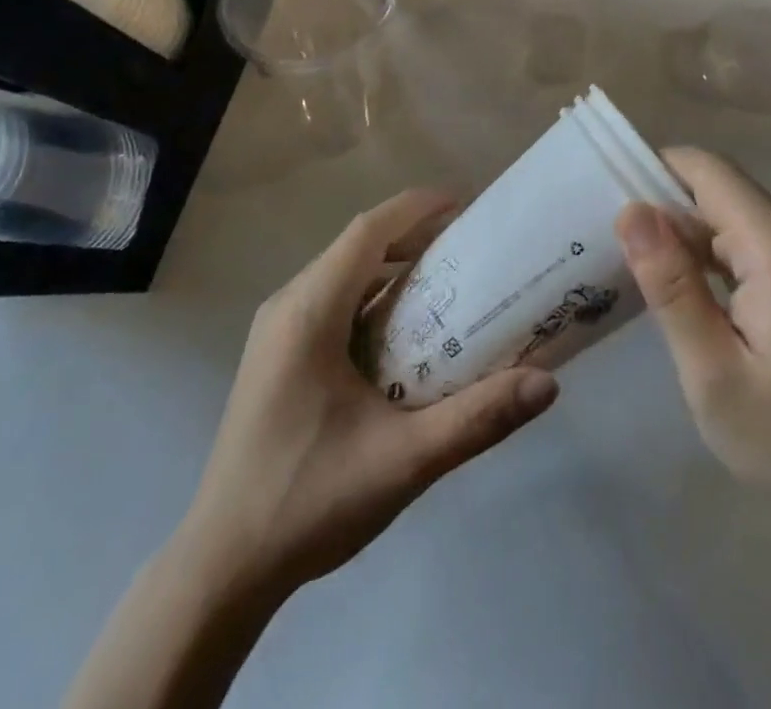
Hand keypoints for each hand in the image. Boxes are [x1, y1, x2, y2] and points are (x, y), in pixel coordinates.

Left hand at [176, 188, 559, 600]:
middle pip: (356, 245)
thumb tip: (547, 383)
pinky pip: (330, 301)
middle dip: (412, 235)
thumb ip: (477, 419)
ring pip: (342, 273)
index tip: (465, 203)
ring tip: (446, 279)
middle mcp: (287, 306)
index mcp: (309, 312)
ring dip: (391, 266)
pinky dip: (371, 297)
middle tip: (469, 245)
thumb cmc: (309, 500)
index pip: (367, 231)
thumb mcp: (404, 461)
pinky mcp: (276, 355)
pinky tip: (403, 333)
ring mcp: (275, 330)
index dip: (416, 208)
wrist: (222, 567)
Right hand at [616, 147, 770, 532]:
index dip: (651, 169)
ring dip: (671, 228)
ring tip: (616, 256)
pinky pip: (732, 242)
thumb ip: (672, 286)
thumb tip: (630, 211)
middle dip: (654, 200)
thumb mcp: (714, 371)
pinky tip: (662, 283)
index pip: (705, 169)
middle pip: (711, 187)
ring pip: (718, 214)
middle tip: (596, 236)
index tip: (600, 196)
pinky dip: (694, 252)